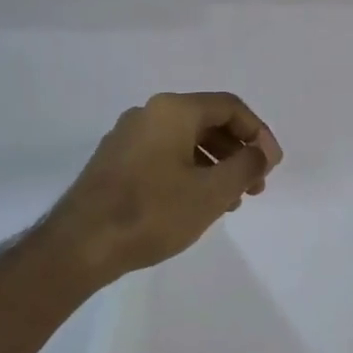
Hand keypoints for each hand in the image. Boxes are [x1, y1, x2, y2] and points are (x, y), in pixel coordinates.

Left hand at [46, 92, 282, 286]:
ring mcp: (127, 137)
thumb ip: (246, 166)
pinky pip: (164, 155)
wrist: (80, 245)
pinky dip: (189, 172)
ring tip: (230, 201)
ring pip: (185, 141)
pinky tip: (196, 203)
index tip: (271, 166)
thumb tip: (263, 152)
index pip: (230, 107)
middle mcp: (148, 114)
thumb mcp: (212, 192)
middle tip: (255, 186)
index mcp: (173, 110)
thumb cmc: (153, 213)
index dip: (258, 133)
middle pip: (207, 122)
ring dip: (215, 165)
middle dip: (237, 152)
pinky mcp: (115, 161)